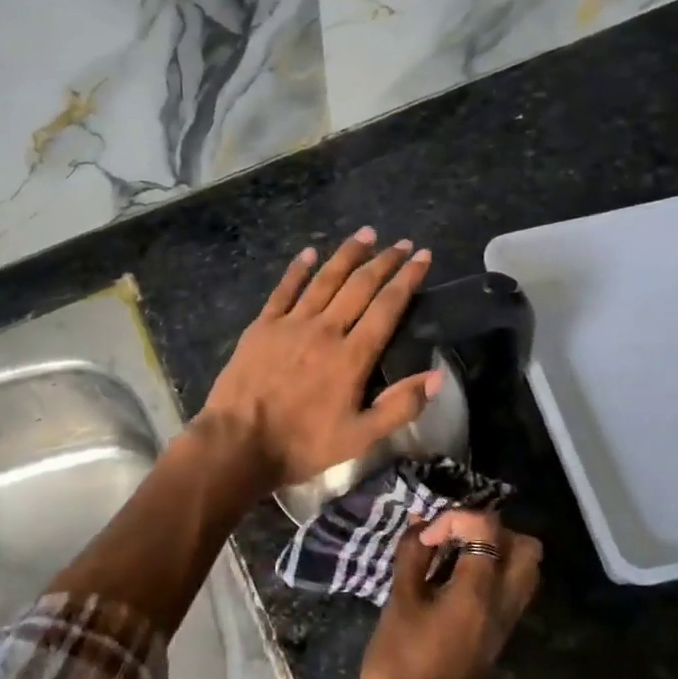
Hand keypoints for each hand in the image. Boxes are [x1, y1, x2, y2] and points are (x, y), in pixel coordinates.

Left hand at [197, 228, 438, 489]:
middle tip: (402, 242)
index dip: (408, 279)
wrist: (238, 443)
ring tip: (366, 234)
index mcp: (352, 356)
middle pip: (360, 286)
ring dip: (347, 254)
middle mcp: (325, 330)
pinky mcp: (262, 326)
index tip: (423, 257)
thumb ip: (399, 406)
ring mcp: (291, 324)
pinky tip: (310, 252)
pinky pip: (284, 290)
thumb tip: (439, 377)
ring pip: (325, 280)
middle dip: (384, 261)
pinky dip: (298, 269)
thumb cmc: (302, 444)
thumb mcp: (360, 438)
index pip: (387, 307)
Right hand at [357, 509, 542, 678]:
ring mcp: (506, 624)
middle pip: (526, 547)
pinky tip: (457, 579)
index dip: (454, 518)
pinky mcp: (499, 636)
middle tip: (456, 537)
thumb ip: (412, 555)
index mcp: (477, 593)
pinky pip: (512, 591)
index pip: (487, 528)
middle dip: (491, 531)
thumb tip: (420, 526)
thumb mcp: (399, 600)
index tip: (427, 537)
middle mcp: (503, 605)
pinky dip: (493, 573)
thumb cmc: (398, 657)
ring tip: (457, 555)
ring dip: (496, 552)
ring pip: (525, 570)